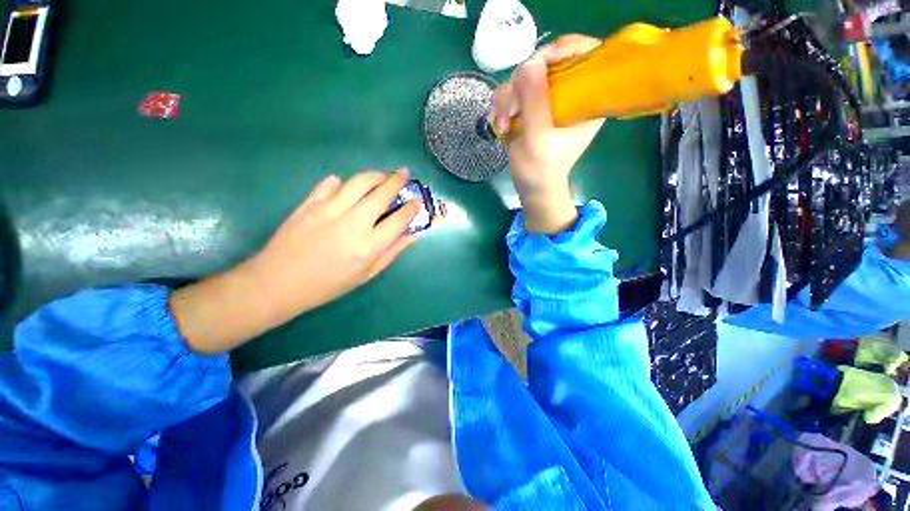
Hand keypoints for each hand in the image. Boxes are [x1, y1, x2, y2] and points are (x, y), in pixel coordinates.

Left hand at [171, 170, 418, 353]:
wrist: (279, 282)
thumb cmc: (329, 284)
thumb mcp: (367, 274)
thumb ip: (392, 252)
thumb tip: (413, 235)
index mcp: (370, 245)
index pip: (399, 219)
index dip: (412, 208)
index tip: (417, 201)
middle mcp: (354, 222)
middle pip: (382, 193)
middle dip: (397, 180)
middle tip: (405, 173)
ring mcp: (330, 209)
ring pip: (359, 181)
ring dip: (375, 175)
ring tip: (383, 175)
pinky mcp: (310, 203)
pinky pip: (330, 184)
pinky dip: (343, 182)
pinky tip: (347, 186)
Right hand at [491, 35, 604, 233]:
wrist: (533, 186)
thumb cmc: (541, 170)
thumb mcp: (538, 140)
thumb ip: (535, 103)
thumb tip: (530, 63)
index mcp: (587, 99)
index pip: (585, 52)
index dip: (562, 50)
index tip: (536, 66)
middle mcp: (571, 93)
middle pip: (548, 62)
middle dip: (522, 84)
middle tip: (510, 109)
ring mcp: (550, 99)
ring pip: (525, 78)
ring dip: (508, 100)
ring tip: (502, 125)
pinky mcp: (534, 107)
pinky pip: (515, 92)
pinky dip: (504, 107)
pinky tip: (501, 125)